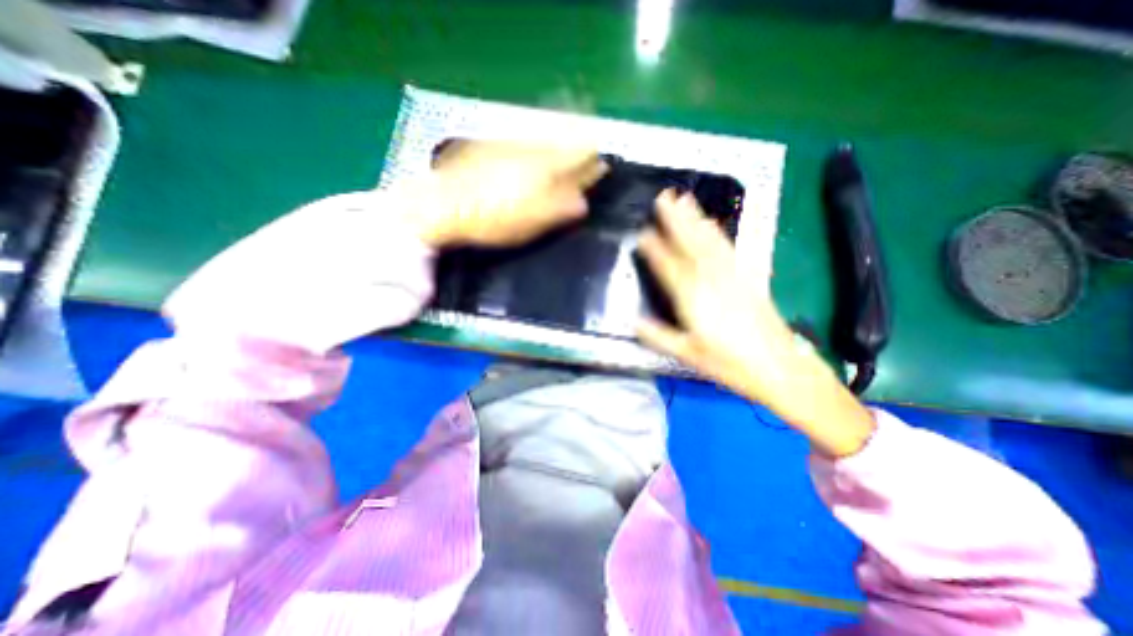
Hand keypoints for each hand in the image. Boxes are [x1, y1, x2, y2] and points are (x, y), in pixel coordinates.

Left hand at [408, 140, 605, 246]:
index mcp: (543, 168)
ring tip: (566, 160)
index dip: (592, 163)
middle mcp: (529, 149)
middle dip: (578, 153)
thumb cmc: (491, 220)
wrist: (441, 205)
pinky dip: (536, 150)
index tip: (601, 170)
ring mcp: (508, 145)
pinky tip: (533, 161)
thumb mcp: (531, 222)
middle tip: (588, 163)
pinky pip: (523, 143)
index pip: (578, 157)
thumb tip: (583, 202)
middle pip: (563, 144)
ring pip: (544, 141)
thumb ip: (560, 210)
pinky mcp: (490, 148)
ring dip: (559, 148)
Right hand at [637, 188, 874, 456]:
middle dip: (675, 220)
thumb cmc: (728, 364)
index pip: (669, 267)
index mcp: (693, 299)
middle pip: (690, 245)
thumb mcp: (687, 355)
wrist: (779, 367)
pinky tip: (711, 224)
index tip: (642, 232)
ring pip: (710, 242)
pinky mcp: (748, 277)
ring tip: (684, 199)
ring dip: (695, 219)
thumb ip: (658, 336)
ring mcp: (732, 276)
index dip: (655, 249)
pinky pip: (729, 249)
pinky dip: (717, 233)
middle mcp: (711, 281)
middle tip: (663, 197)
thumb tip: (632, 322)